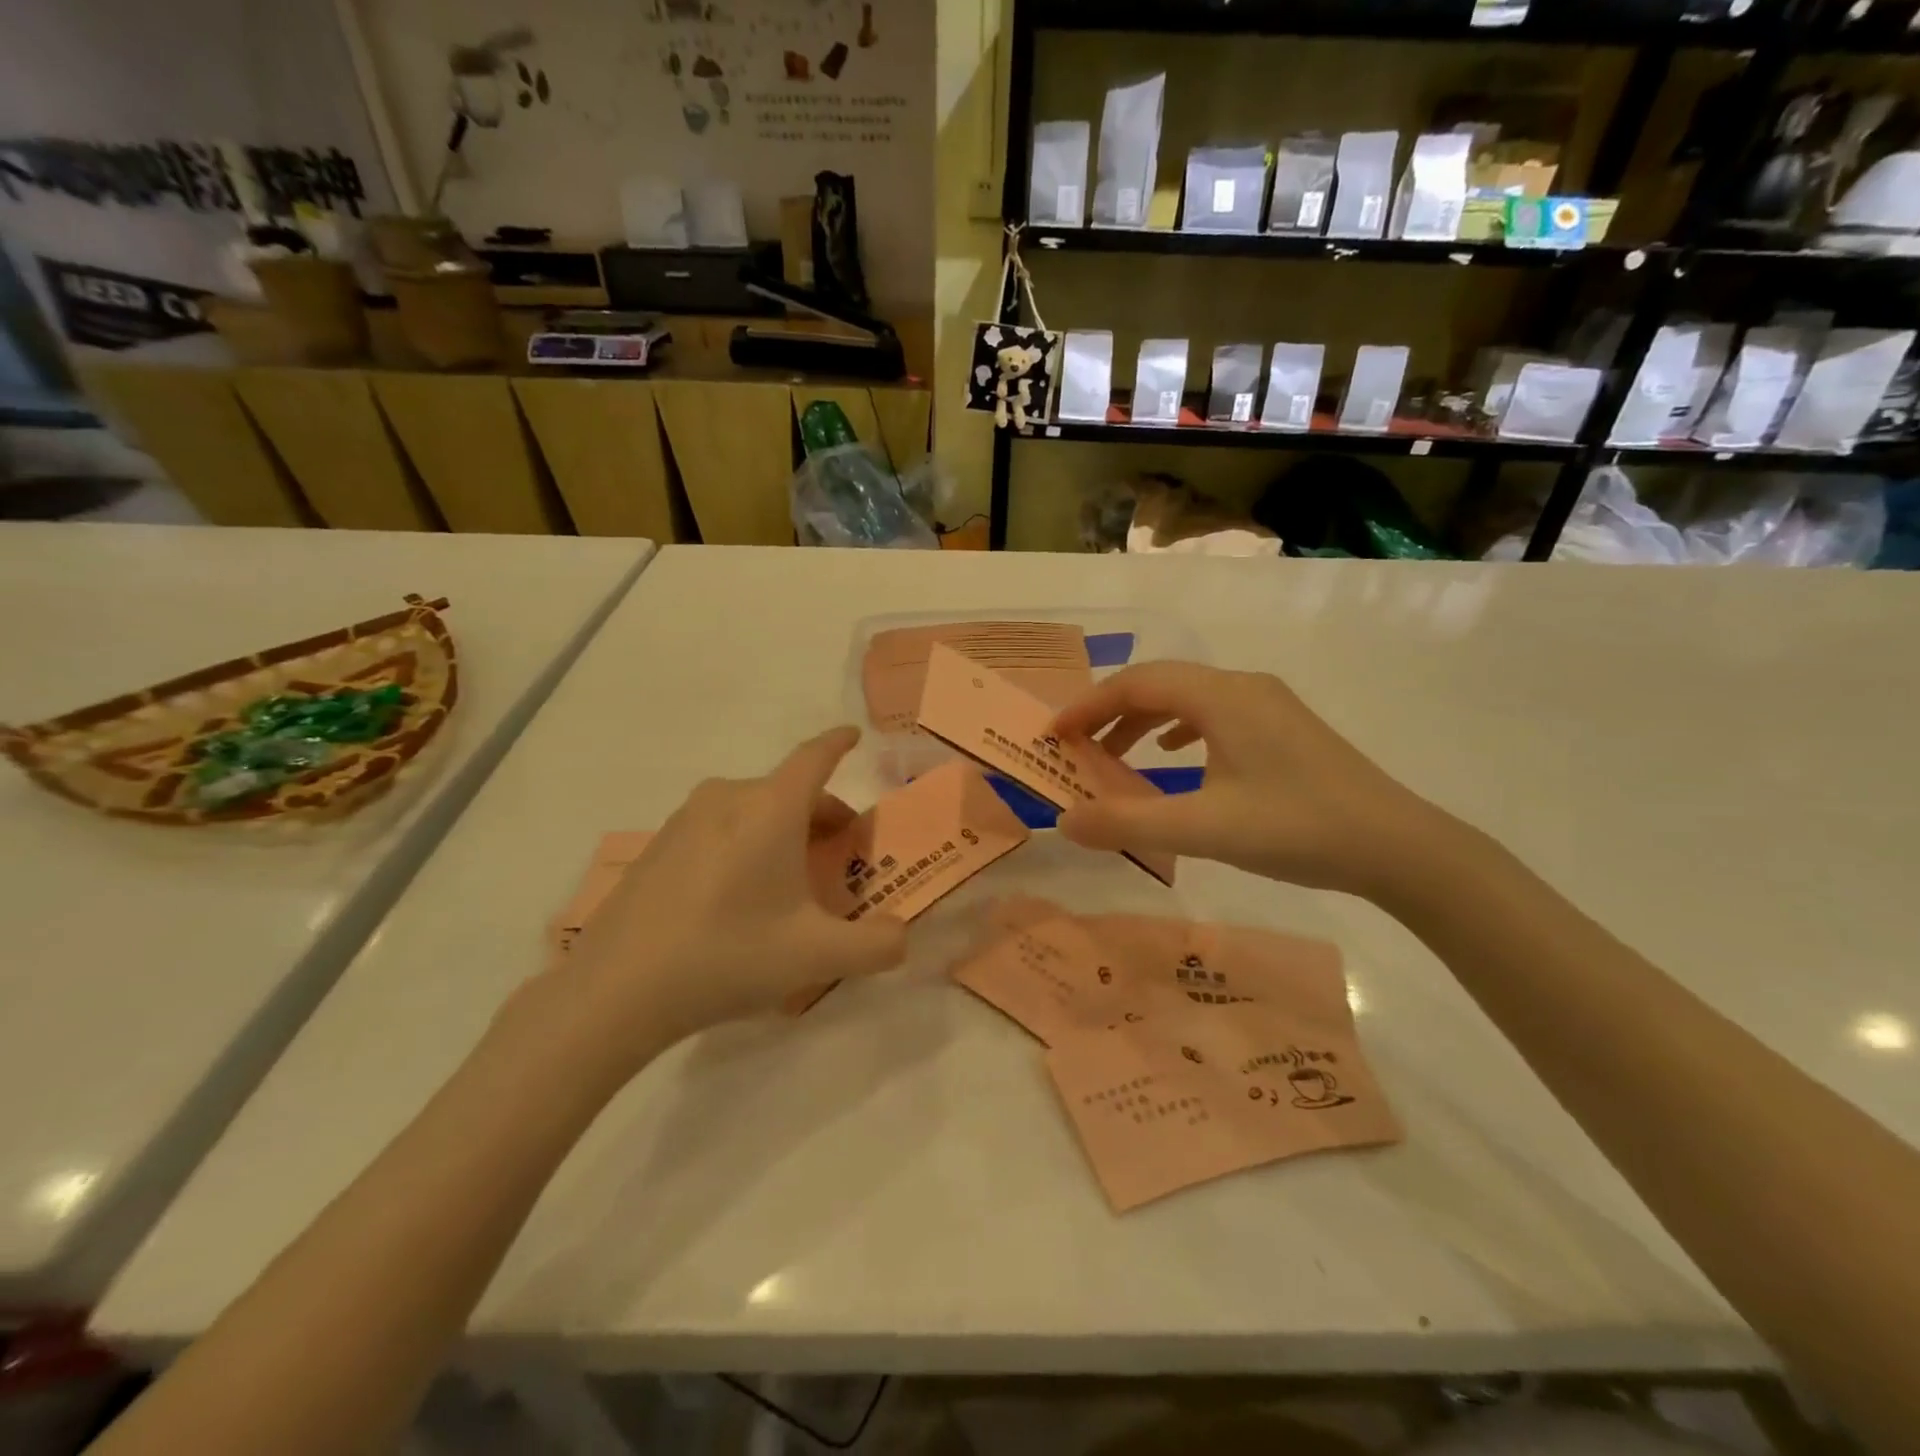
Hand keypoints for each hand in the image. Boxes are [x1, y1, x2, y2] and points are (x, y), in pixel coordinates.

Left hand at [543, 727, 906, 1072]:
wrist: (615, 990)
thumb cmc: (728, 954)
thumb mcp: (817, 956)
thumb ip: (877, 945)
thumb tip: (903, 936)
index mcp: (771, 808)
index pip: (815, 757)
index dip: (839, 743)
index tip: (854, 735)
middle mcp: (728, 798)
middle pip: (788, 790)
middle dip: (821, 814)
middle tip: (840, 856)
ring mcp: (686, 819)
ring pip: (752, 809)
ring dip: (782, 830)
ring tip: (791, 881)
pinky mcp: (658, 846)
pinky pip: (718, 829)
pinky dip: (745, 844)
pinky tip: (738, 897)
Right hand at [1053, 663, 1446, 897]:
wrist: (1398, 847)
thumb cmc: (1297, 828)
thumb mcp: (1204, 829)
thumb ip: (1128, 822)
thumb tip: (1064, 821)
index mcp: (1221, 696)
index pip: (1136, 683)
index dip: (1088, 705)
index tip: (1053, 735)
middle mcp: (1242, 686)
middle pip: (1159, 684)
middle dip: (1110, 712)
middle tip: (1076, 746)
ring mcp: (1267, 704)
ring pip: (1187, 699)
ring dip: (1142, 722)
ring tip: (1113, 756)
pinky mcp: (1282, 726)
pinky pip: (1213, 714)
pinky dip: (1178, 730)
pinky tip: (1172, 756)